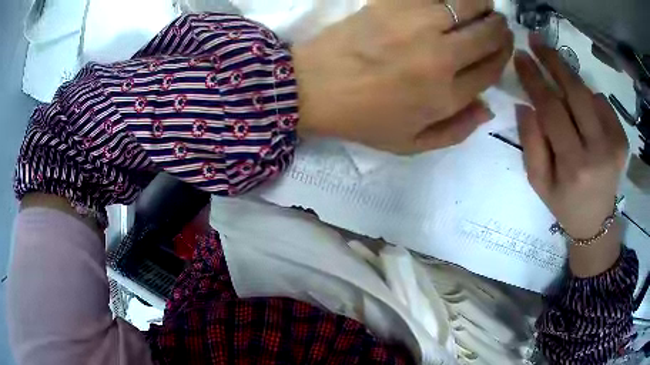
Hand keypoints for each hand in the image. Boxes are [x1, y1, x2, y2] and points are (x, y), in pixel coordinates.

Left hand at [293, 0, 512, 153]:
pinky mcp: (392, 4)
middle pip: (487, 35)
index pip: (491, 69)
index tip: (504, 46)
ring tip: (482, 7)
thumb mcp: (411, 144)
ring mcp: (417, 24)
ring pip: (466, 4)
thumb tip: (486, 107)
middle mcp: (441, 56)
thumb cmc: (362, 120)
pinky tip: (449, 1)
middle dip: (500, 29)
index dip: (503, 55)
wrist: (313, 88)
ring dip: (482, 4)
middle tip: (497, 25)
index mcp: (446, 95)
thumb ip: (456, 130)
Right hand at [515, 34, 628, 239]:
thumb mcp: (539, 182)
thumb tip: (526, 105)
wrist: (595, 222)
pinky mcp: (622, 140)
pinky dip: (590, 98)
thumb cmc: (563, 203)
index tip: (521, 57)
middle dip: (554, 61)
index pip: (552, 110)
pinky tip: (584, 112)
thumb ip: (531, 144)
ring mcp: (614, 144)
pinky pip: (603, 104)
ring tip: (557, 77)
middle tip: (536, 40)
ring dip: (570, 80)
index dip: (535, 79)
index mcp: (574, 165)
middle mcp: (598, 151)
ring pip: (589, 94)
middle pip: (576, 92)